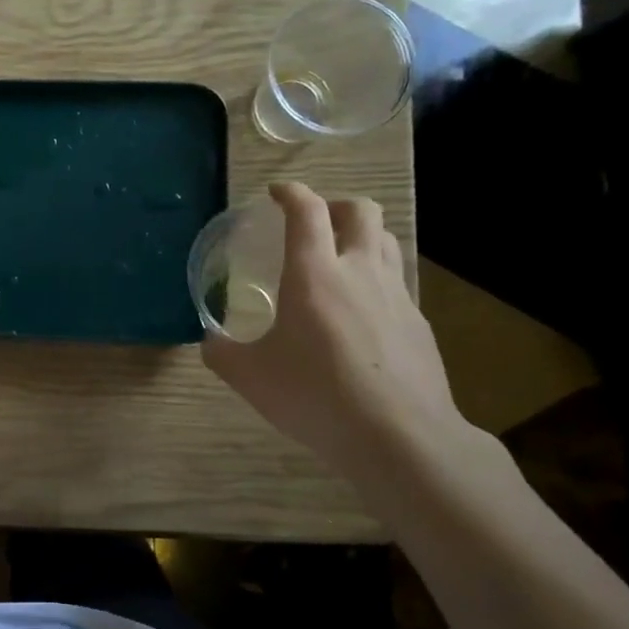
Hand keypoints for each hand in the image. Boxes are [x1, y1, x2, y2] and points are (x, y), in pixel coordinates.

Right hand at [201, 183, 467, 472]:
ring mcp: (397, 296)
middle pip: (360, 211)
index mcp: (314, 274)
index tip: (276, 193)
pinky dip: (376, 278)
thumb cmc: (315, 395)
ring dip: (361, 235)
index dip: (290, 193)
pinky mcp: (418, 323)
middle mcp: (359, 272)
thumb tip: (210, 340)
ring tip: (339, 257)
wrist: (399, 436)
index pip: (306, 212)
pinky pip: (397, 282)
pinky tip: (360, 312)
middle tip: (312, 222)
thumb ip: (222, 352)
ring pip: (386, 240)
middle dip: (334, 205)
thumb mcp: (249, 377)